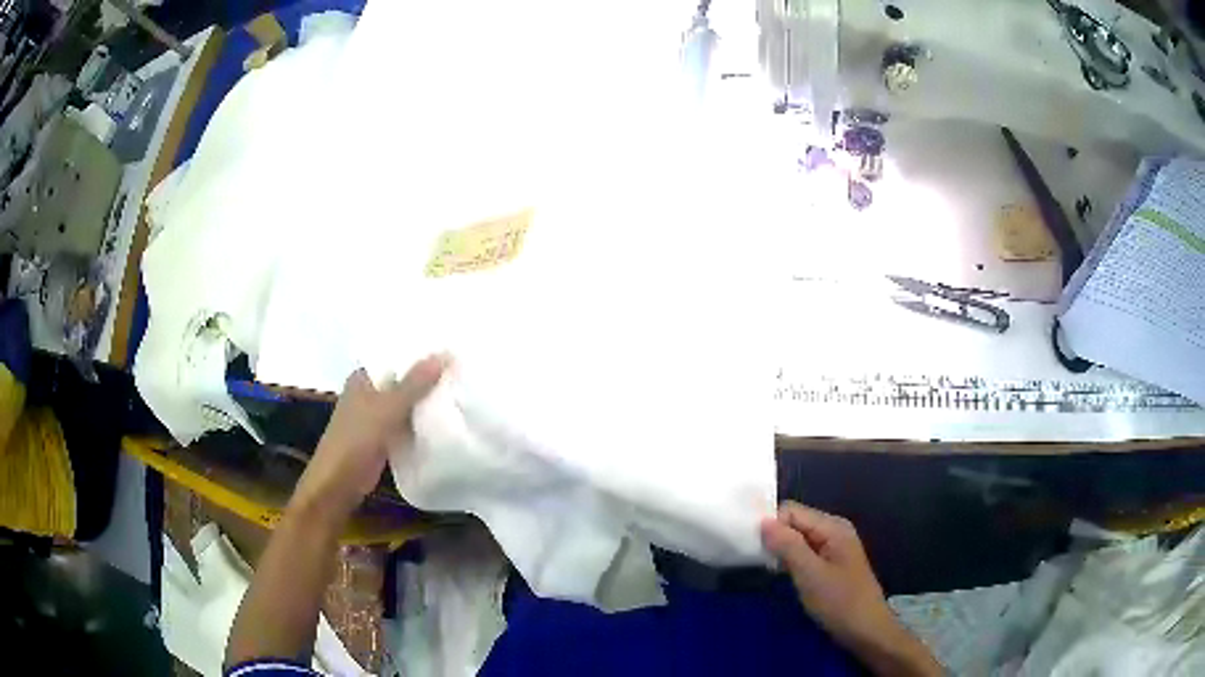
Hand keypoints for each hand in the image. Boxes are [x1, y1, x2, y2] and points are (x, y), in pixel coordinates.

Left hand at [292, 355, 446, 519]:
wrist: (340, 482)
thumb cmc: (357, 438)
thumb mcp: (388, 408)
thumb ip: (415, 383)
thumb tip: (446, 354)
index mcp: (363, 377)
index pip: (393, 355)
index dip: (418, 351)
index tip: (449, 346)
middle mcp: (368, 393)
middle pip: (401, 379)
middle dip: (426, 377)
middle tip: (461, 369)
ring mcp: (375, 416)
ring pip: (405, 403)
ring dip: (425, 400)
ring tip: (459, 389)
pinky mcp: (383, 437)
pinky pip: (406, 423)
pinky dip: (421, 421)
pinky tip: (445, 418)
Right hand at [761, 502, 939, 676]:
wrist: (866, 630)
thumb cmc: (839, 601)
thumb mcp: (810, 574)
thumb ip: (787, 545)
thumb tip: (763, 521)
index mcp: (832, 527)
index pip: (791, 511)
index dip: (771, 525)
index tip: (754, 547)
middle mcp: (833, 530)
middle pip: (795, 522)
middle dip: (775, 538)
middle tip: (760, 561)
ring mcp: (833, 547)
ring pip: (798, 539)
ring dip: (782, 551)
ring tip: (768, 569)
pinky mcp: (830, 564)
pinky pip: (805, 552)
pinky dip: (791, 561)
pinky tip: (783, 576)